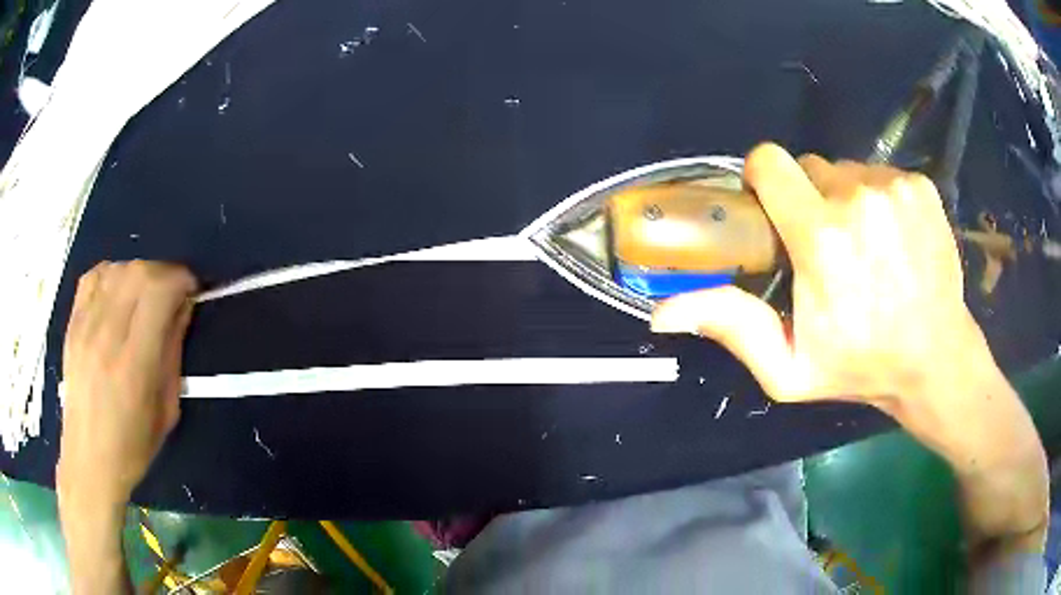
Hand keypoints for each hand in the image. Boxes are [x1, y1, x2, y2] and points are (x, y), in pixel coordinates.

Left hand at [58, 261, 197, 510]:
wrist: (88, 458)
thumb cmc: (133, 445)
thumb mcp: (167, 410)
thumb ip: (173, 353)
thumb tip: (183, 308)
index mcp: (134, 362)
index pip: (159, 290)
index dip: (182, 280)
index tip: (191, 292)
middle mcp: (107, 334)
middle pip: (139, 271)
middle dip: (164, 274)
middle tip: (172, 295)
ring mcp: (86, 324)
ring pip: (118, 268)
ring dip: (139, 274)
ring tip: (145, 297)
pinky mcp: (73, 322)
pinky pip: (95, 275)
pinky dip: (113, 274)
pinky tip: (118, 294)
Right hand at [652, 144, 1048, 560]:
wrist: (935, 359)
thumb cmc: (860, 366)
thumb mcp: (788, 368)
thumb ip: (733, 328)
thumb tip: (664, 310)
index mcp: (821, 238)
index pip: (770, 161)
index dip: (763, 179)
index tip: (773, 207)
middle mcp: (858, 198)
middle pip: (811, 167)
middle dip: (809, 198)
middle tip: (828, 246)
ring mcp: (894, 187)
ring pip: (849, 171)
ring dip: (847, 200)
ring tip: (866, 247)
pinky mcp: (920, 186)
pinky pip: (881, 175)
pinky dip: (880, 199)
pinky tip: (894, 239)